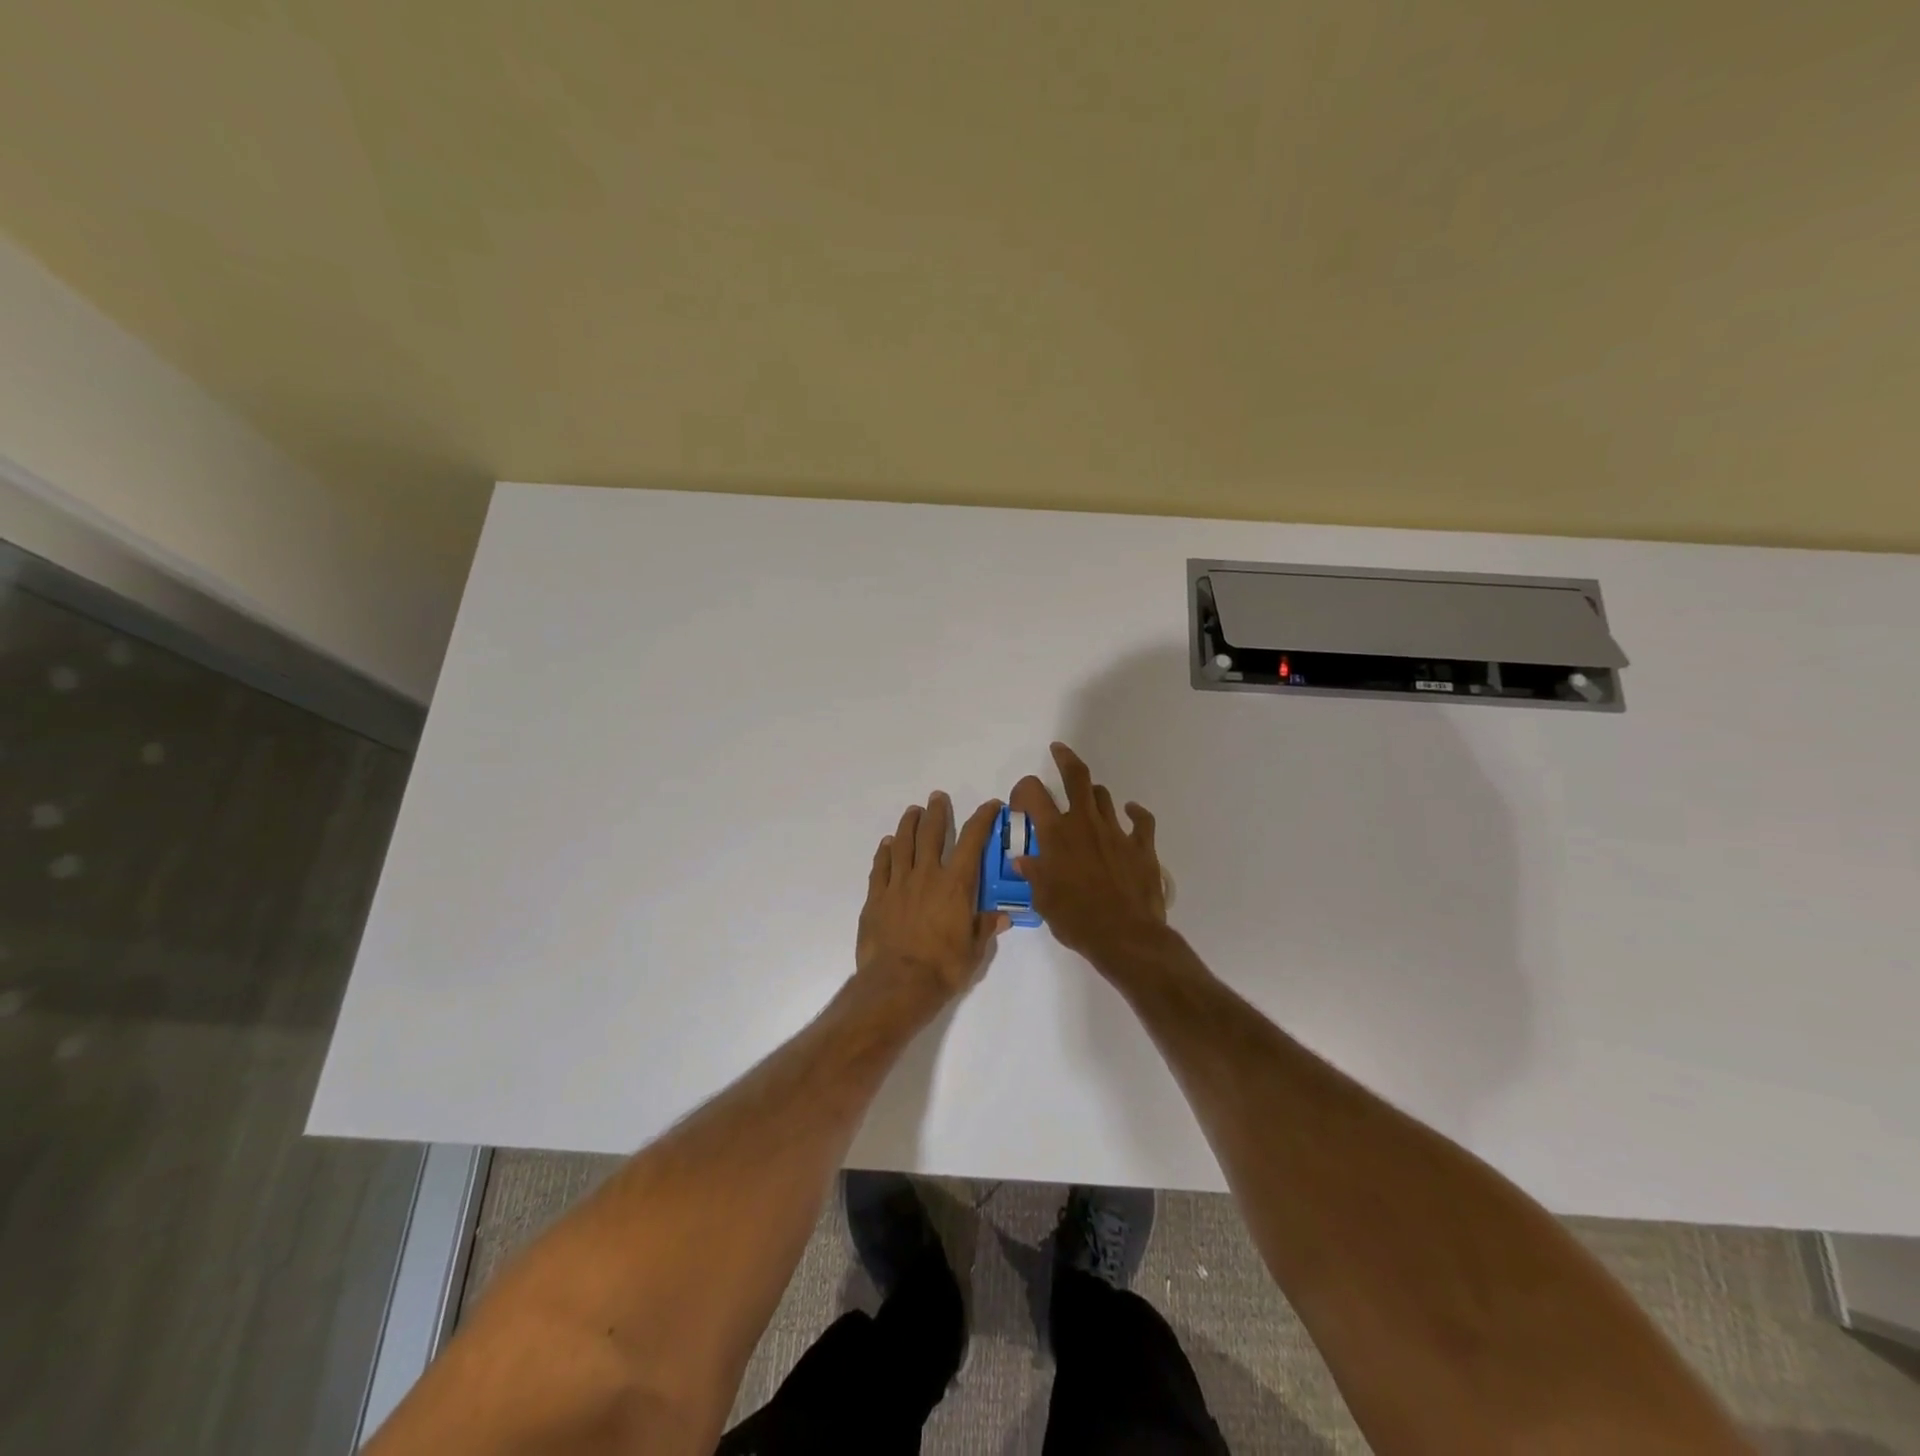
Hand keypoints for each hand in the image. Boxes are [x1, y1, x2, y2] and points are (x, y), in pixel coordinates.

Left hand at [856, 791, 1008, 1005]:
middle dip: (937, 812)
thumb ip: (985, 928)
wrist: (897, 984)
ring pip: (903, 844)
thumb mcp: (974, 952)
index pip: (972, 841)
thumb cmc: (942, 968)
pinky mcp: (876, 897)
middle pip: (931, 834)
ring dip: (908, 824)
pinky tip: (887, 844)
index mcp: (956, 885)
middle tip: (937, 798)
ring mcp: (898, 884)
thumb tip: (1002, 917)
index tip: (990, 805)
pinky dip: (884, 852)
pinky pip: (880, 867)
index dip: (982, 819)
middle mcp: (927, 875)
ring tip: (912, 811)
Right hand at [1010, 743, 1167, 966]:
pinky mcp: (1142, 846)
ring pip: (1104, 796)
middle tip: (1058, 750)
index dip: (1023, 790)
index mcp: (1056, 834)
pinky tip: (1131, 811)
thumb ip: (1033, 874)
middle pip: (1077, 777)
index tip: (1020, 803)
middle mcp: (1085, 823)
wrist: (1125, 936)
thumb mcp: (1043, 900)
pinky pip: (1141, 820)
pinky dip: (1135, 812)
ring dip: (1093, 795)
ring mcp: (1116, 832)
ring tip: (1087, 800)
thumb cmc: (1076, 919)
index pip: (1034, 793)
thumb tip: (1023, 860)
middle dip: (1065, 759)